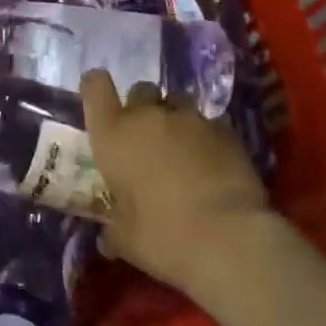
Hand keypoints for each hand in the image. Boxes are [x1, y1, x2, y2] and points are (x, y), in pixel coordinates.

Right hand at [80, 70, 272, 295]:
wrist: (230, 239)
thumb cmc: (163, 237)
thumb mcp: (126, 240)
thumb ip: (114, 229)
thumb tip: (107, 238)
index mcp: (113, 135)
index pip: (95, 86)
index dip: (96, 89)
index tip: (100, 104)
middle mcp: (148, 116)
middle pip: (140, 90)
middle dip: (142, 109)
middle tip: (146, 140)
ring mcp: (190, 119)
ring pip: (177, 103)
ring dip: (175, 121)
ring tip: (183, 151)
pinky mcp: (226, 131)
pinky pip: (209, 124)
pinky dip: (206, 138)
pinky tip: (213, 165)